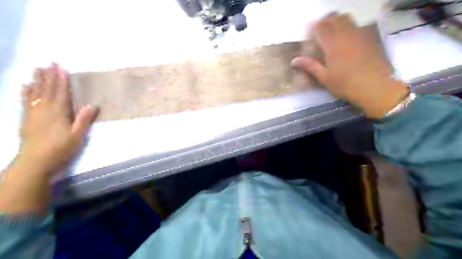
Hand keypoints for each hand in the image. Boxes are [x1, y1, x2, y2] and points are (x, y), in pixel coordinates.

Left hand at [20, 64, 99, 174]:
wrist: (35, 162)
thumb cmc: (60, 149)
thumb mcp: (77, 136)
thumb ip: (84, 120)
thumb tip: (92, 105)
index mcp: (58, 113)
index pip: (61, 93)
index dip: (62, 80)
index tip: (62, 68)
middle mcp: (44, 110)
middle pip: (47, 90)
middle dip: (49, 76)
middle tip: (49, 63)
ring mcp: (33, 113)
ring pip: (35, 93)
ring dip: (37, 80)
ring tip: (37, 69)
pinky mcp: (26, 119)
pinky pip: (25, 101)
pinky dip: (25, 92)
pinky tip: (25, 86)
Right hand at [292, 12, 406, 117]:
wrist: (375, 86)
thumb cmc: (345, 83)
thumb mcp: (324, 77)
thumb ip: (309, 66)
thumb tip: (293, 61)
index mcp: (332, 43)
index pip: (320, 27)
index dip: (312, 29)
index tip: (308, 36)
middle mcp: (345, 34)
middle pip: (333, 19)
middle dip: (324, 22)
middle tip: (319, 33)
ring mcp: (359, 34)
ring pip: (346, 19)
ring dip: (337, 22)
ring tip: (332, 33)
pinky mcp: (369, 38)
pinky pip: (357, 25)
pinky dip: (349, 27)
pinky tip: (347, 38)